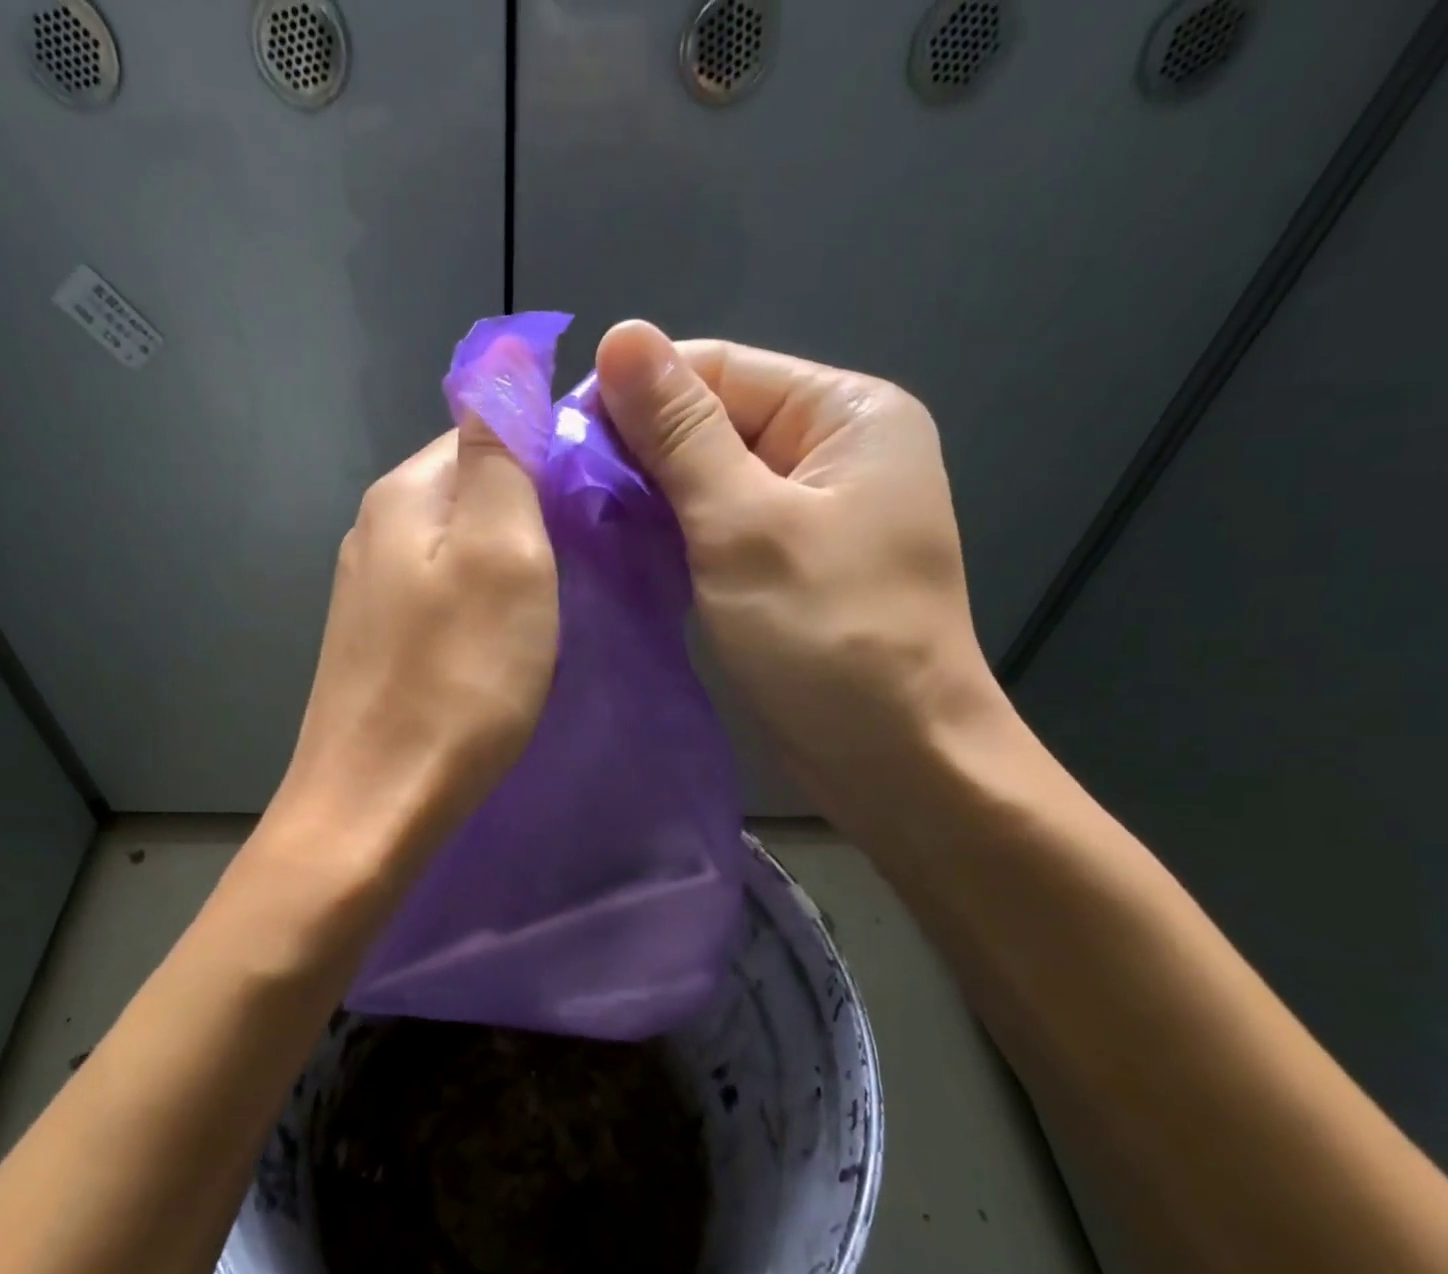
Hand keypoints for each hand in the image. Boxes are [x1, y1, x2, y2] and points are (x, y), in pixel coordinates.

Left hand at [270, 407, 558, 877]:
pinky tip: (505, 640)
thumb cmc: (456, 681)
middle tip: (591, 561)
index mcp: (405, 493)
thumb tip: (498, 353)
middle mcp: (376, 528)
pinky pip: (442, 596)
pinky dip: (482, 604)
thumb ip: (498, 449)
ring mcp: (369, 591)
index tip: (605, 502)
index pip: (486, 428)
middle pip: (471, 490)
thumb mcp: (501, 551)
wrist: (376, 804)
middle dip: (534, 511)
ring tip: (558, 603)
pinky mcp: (377, 643)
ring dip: (512, 562)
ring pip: (459, 547)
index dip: (551, 453)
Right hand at [594, 320, 1005, 837]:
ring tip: (577, 526)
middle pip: (710, 423)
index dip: (634, 397)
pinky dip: (668, 539)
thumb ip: (680, 433)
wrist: (894, 759)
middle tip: (559, 496)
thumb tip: (620, 335)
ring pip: (705, 482)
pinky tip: (619, 554)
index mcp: (844, 412)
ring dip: (645, 500)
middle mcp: (830, 450)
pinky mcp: (784, 566)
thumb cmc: (827, 636)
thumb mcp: (744, 525)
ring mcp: (808, 513)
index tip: (558, 446)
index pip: (716, 369)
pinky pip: (714, 531)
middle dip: (636, 454)